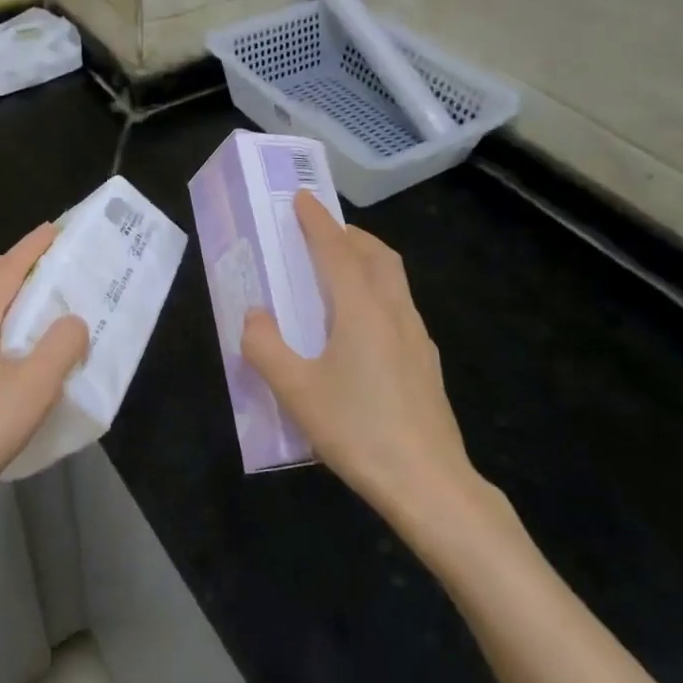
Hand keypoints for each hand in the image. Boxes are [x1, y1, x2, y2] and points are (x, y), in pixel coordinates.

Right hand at [242, 192, 484, 528]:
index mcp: (361, 310)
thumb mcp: (297, 392)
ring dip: (367, 261)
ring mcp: (417, 338)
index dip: (316, 222)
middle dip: (349, 235)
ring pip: (393, 280)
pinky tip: (361, 326)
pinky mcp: (426, 363)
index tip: (301, 198)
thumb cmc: (358, 431)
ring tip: (339, 272)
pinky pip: (399, 307)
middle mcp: (394, 313)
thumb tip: (253, 316)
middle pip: (377, 256)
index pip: (337, 250)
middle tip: (321, 234)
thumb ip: (266, 348)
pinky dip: (377, 292)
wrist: (429, 483)